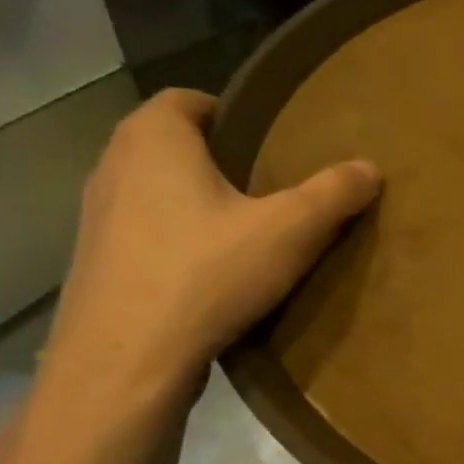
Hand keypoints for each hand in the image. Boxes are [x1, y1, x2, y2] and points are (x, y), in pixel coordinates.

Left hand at [46, 88, 380, 395]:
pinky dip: (175, 237)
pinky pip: (143, 230)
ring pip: (154, 188)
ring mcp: (95, 217)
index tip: (272, 141)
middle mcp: (113, 166)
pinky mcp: (94, 263)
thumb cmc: (206, 276)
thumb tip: (370, 167)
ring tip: (246, 228)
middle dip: (219, 157)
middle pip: (171, 142)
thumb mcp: (289, 231)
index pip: (187, 98)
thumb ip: (333, 193)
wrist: (124, 365)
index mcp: (154, 140)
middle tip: (271, 183)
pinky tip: (211, 271)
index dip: (232, 113)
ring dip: (194, 199)